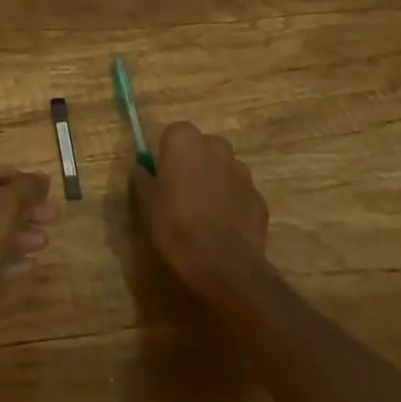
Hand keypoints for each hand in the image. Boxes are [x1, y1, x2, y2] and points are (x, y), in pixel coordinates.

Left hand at [0, 161, 57, 312]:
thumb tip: (42, 178)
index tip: (49, 192)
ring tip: (45, 242)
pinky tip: (29, 265)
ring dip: (18, 234)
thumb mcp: (3, 210)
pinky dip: (4, 256)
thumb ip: (24, 190)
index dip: (24, 182)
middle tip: (54, 217)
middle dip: (24, 210)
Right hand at [130, 121, 268, 294]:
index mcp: (184, 139)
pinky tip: (225, 230)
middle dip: (195, 166)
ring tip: (205, 216)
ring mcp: (241, 171)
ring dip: (216, 183)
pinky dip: (234, 206)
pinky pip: (240, 195)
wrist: (222, 266)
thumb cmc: (176, 225)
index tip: (163, 179)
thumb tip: (142, 170)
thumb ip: (142, 178)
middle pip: (202, 149)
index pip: (173, 135)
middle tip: (183, 195)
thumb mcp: (146, 202)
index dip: (168, 157)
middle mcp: (215, 145)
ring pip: (224, 170)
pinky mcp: (259, 199)